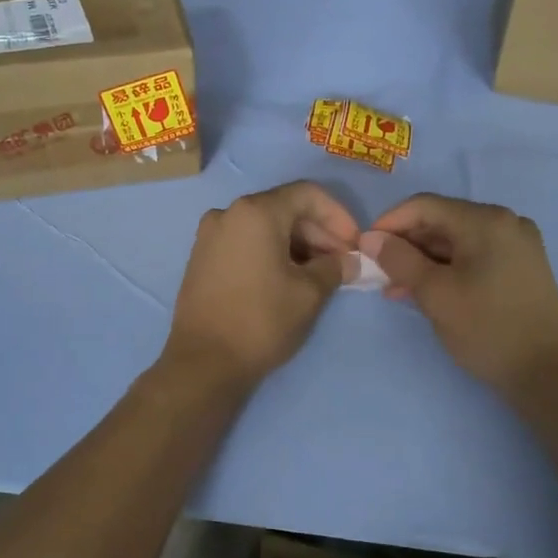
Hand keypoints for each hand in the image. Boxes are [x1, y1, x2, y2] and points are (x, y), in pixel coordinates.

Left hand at [164, 181, 359, 387]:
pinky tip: (288, 278)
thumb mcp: (309, 293)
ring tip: (319, 274)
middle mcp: (228, 213)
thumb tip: (350, 261)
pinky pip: (245, 242)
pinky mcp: (202, 258)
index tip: (354, 244)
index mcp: (255, 212)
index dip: (338, 216)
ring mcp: (210, 236)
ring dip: (296, 244)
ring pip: (264, 227)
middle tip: (341, 262)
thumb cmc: (262, 320)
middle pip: (284, 208)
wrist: (204, 362)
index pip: (307, 194)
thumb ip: (335, 268)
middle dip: (318, 232)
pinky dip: (271, 252)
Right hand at [362, 194, 557, 396]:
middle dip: (407, 244)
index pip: (424, 206)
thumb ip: (399, 260)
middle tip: (378, 272)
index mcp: (486, 220)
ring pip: (457, 241)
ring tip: (396, 289)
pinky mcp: (522, 266)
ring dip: (424, 260)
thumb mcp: (435, 294)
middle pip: (442, 221)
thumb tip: (369, 238)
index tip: (364, 248)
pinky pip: (474, 256)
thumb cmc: (487, 329)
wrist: (547, 374)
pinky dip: (448, 269)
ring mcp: (518, 244)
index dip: (389, 223)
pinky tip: (426, 291)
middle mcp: (506, 222)